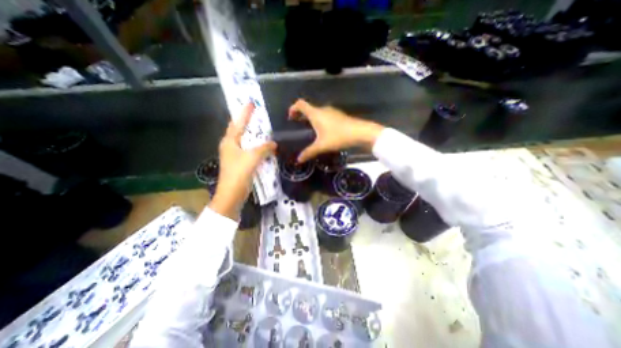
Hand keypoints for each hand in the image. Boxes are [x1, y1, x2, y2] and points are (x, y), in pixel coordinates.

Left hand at [208, 103, 276, 219]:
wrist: (231, 195)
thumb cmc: (239, 173)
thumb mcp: (253, 158)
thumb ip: (264, 148)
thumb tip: (273, 143)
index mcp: (230, 142)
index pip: (237, 123)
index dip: (245, 113)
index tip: (251, 103)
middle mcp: (230, 146)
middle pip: (239, 131)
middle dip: (247, 123)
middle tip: (257, 115)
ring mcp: (234, 156)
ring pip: (245, 142)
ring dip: (252, 136)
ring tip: (261, 129)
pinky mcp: (239, 164)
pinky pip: (249, 151)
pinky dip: (255, 147)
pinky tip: (263, 147)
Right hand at [289, 97, 386, 163]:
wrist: (361, 132)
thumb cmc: (338, 136)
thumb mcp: (322, 146)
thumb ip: (309, 152)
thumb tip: (299, 159)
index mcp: (316, 113)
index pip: (300, 104)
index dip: (293, 108)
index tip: (290, 117)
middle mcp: (323, 110)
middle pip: (308, 108)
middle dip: (301, 115)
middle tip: (297, 125)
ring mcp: (332, 112)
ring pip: (317, 112)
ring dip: (311, 118)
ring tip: (308, 129)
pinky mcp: (339, 116)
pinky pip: (325, 116)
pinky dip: (319, 120)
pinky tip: (322, 131)